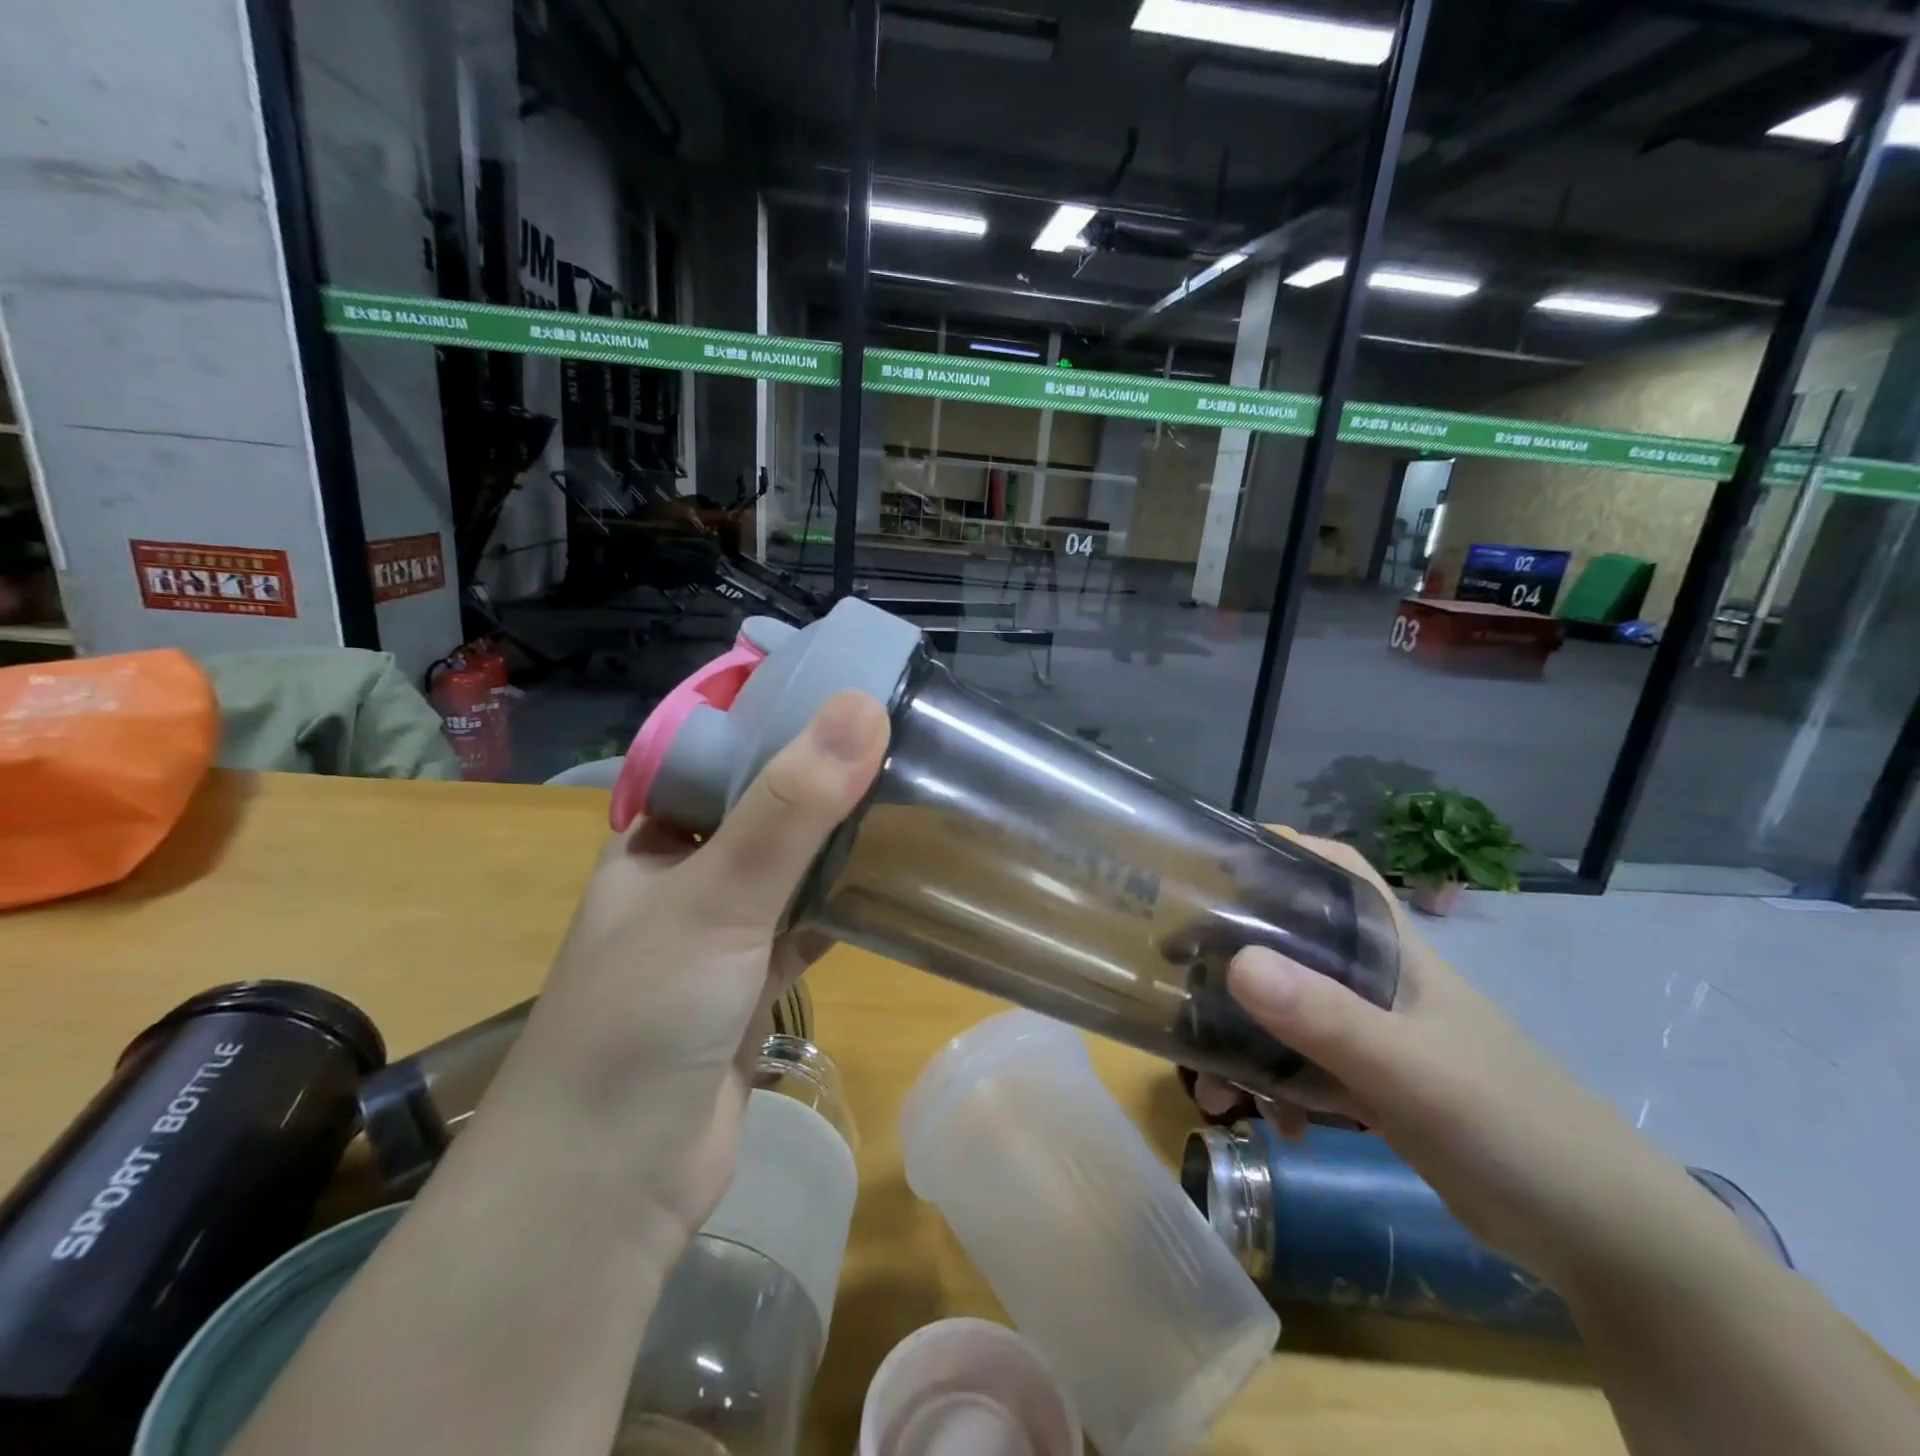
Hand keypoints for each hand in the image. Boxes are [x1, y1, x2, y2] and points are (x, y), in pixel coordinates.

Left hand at [491, 689, 889, 1241]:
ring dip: (839, 844)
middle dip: (826, 781)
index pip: (726, 755)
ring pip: (790, 870)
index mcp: (657, 838)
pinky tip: (892, 884)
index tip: (861, 694)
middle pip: (766, 810)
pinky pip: (803, 927)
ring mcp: (719, 935)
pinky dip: (841, 907)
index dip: (787, 721)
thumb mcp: (718, 897)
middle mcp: (686, 877)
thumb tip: (862, 708)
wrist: (609, 1187)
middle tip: (905, 744)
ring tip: (911, 798)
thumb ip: (790, 807)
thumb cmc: (643, 1018)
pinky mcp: (750, 988)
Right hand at [1200, 833, 1722, 1293]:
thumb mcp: (1414, 1071)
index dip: (1278, 852)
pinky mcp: (1372, 1085)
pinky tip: (1270, 1125)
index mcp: (1392, 951)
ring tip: (1213, 1093)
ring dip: (1242, 1044)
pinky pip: (1300, 1068)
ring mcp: (1373, 1034)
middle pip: (1288, 943)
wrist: (1605, 1242)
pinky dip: (1275, 1089)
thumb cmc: (1516, 1128)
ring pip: (1286, 1012)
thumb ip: (1327, 1019)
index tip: (1209, 862)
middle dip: (1230, 963)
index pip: (1334, 871)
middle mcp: (1375, 981)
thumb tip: (1236, 963)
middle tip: (1176, 983)